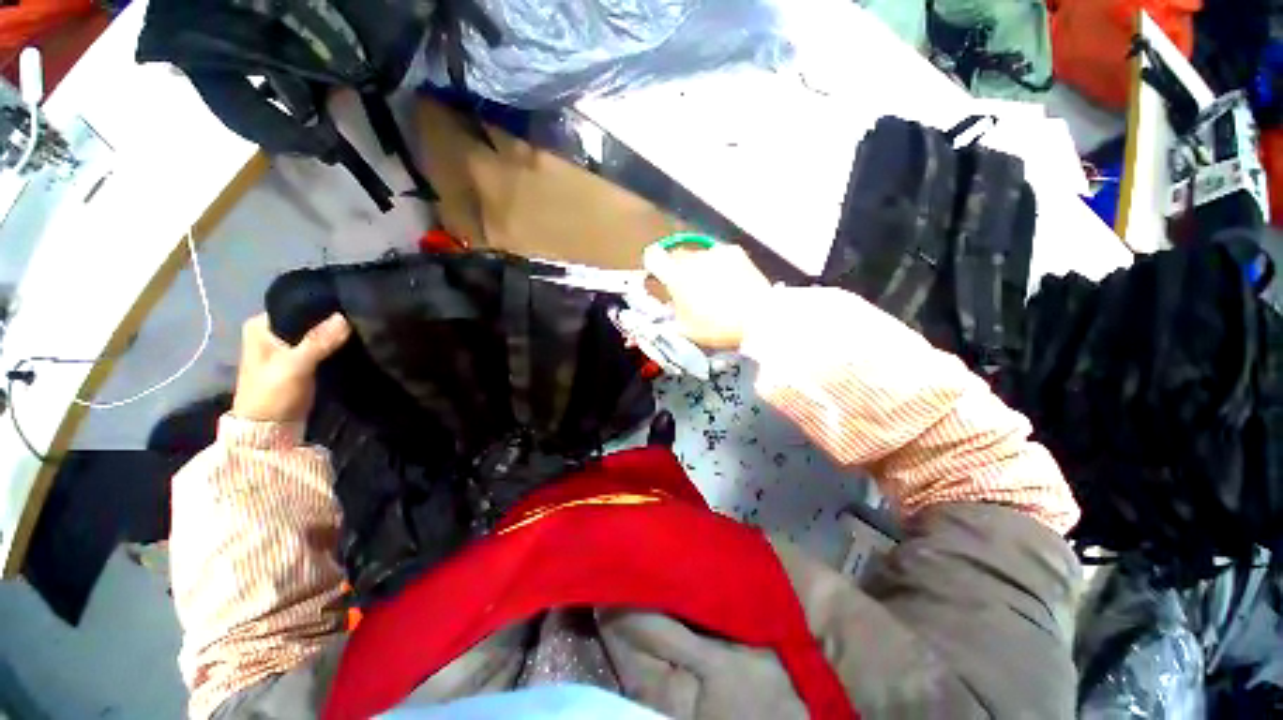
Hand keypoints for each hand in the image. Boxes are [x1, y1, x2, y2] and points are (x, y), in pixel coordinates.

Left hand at [231, 313, 350, 422]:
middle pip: (309, 318)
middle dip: (332, 320)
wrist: (269, 431)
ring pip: (317, 332)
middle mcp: (272, 331)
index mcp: (260, 325)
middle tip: (362, 316)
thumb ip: (318, 341)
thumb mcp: (294, 366)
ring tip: (364, 327)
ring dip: (336, 333)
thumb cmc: (272, 394)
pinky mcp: (301, 361)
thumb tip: (345, 316)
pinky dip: (335, 345)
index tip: (351, 304)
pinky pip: (322, 345)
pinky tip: (354, 342)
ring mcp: (287, 347)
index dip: (323, 305)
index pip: (298, 304)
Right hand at [645, 244, 771, 349]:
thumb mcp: (685, 330)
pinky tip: (729, 282)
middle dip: (677, 270)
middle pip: (676, 257)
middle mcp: (692, 258)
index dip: (652, 267)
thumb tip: (664, 309)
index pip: (652, 256)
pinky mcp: (735, 252)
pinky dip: (718, 266)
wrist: (758, 319)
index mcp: (676, 276)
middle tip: (687, 290)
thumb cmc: (716, 328)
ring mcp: (715, 253)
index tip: (659, 278)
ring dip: (698, 268)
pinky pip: (718, 255)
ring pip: (697, 256)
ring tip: (712, 288)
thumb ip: (668, 317)